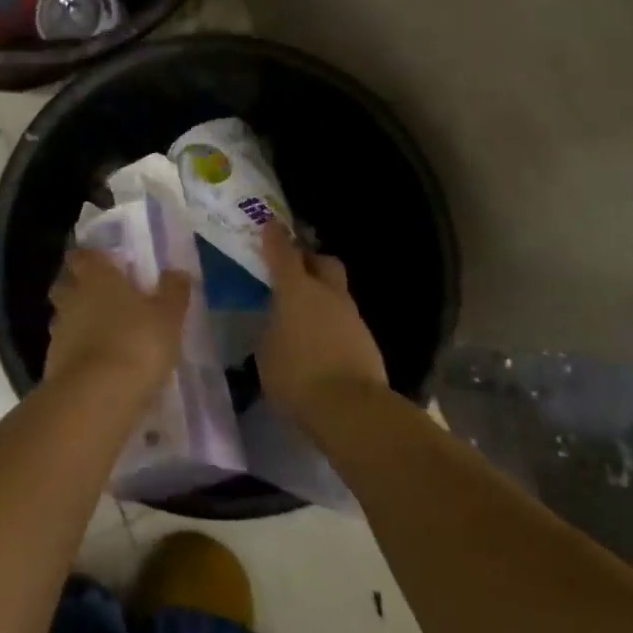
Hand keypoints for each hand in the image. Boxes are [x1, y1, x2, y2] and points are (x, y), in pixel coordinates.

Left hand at [46, 247, 191, 399]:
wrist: (97, 396)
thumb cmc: (137, 342)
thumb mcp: (168, 316)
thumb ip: (173, 291)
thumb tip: (177, 272)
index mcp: (96, 277)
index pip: (82, 256)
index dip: (90, 258)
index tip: (103, 263)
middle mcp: (72, 298)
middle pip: (65, 284)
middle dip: (77, 287)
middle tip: (101, 297)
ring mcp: (59, 332)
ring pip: (63, 317)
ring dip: (77, 322)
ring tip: (101, 334)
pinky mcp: (53, 364)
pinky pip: (65, 349)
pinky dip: (77, 352)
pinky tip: (97, 365)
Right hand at [259, 225, 388, 420]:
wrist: (351, 408)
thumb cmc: (296, 375)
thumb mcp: (266, 352)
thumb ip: (271, 329)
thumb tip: (278, 323)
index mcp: (296, 290)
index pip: (283, 253)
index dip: (275, 238)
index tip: (270, 224)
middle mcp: (327, 294)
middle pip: (322, 262)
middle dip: (308, 260)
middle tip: (293, 269)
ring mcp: (351, 316)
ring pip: (336, 293)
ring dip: (321, 297)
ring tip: (303, 317)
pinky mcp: (366, 340)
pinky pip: (344, 321)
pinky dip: (331, 325)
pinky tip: (320, 344)